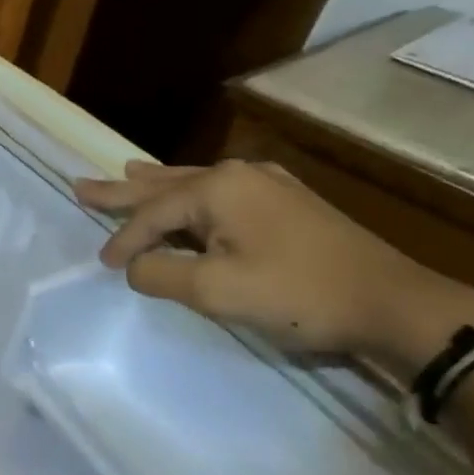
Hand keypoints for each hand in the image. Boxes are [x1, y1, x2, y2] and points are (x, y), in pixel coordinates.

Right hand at [74, 160, 473, 372]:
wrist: (391, 303)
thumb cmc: (297, 295)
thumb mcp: (214, 291)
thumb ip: (160, 274)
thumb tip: (135, 265)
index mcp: (217, 189)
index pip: (151, 215)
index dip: (123, 241)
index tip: (102, 266)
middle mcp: (237, 174)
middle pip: (164, 184)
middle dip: (122, 188)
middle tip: (82, 185)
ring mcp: (266, 184)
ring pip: (192, 183)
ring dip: (154, 184)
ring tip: (126, 172)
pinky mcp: (287, 203)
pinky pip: (220, 192)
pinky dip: (189, 194)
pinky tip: (189, 190)